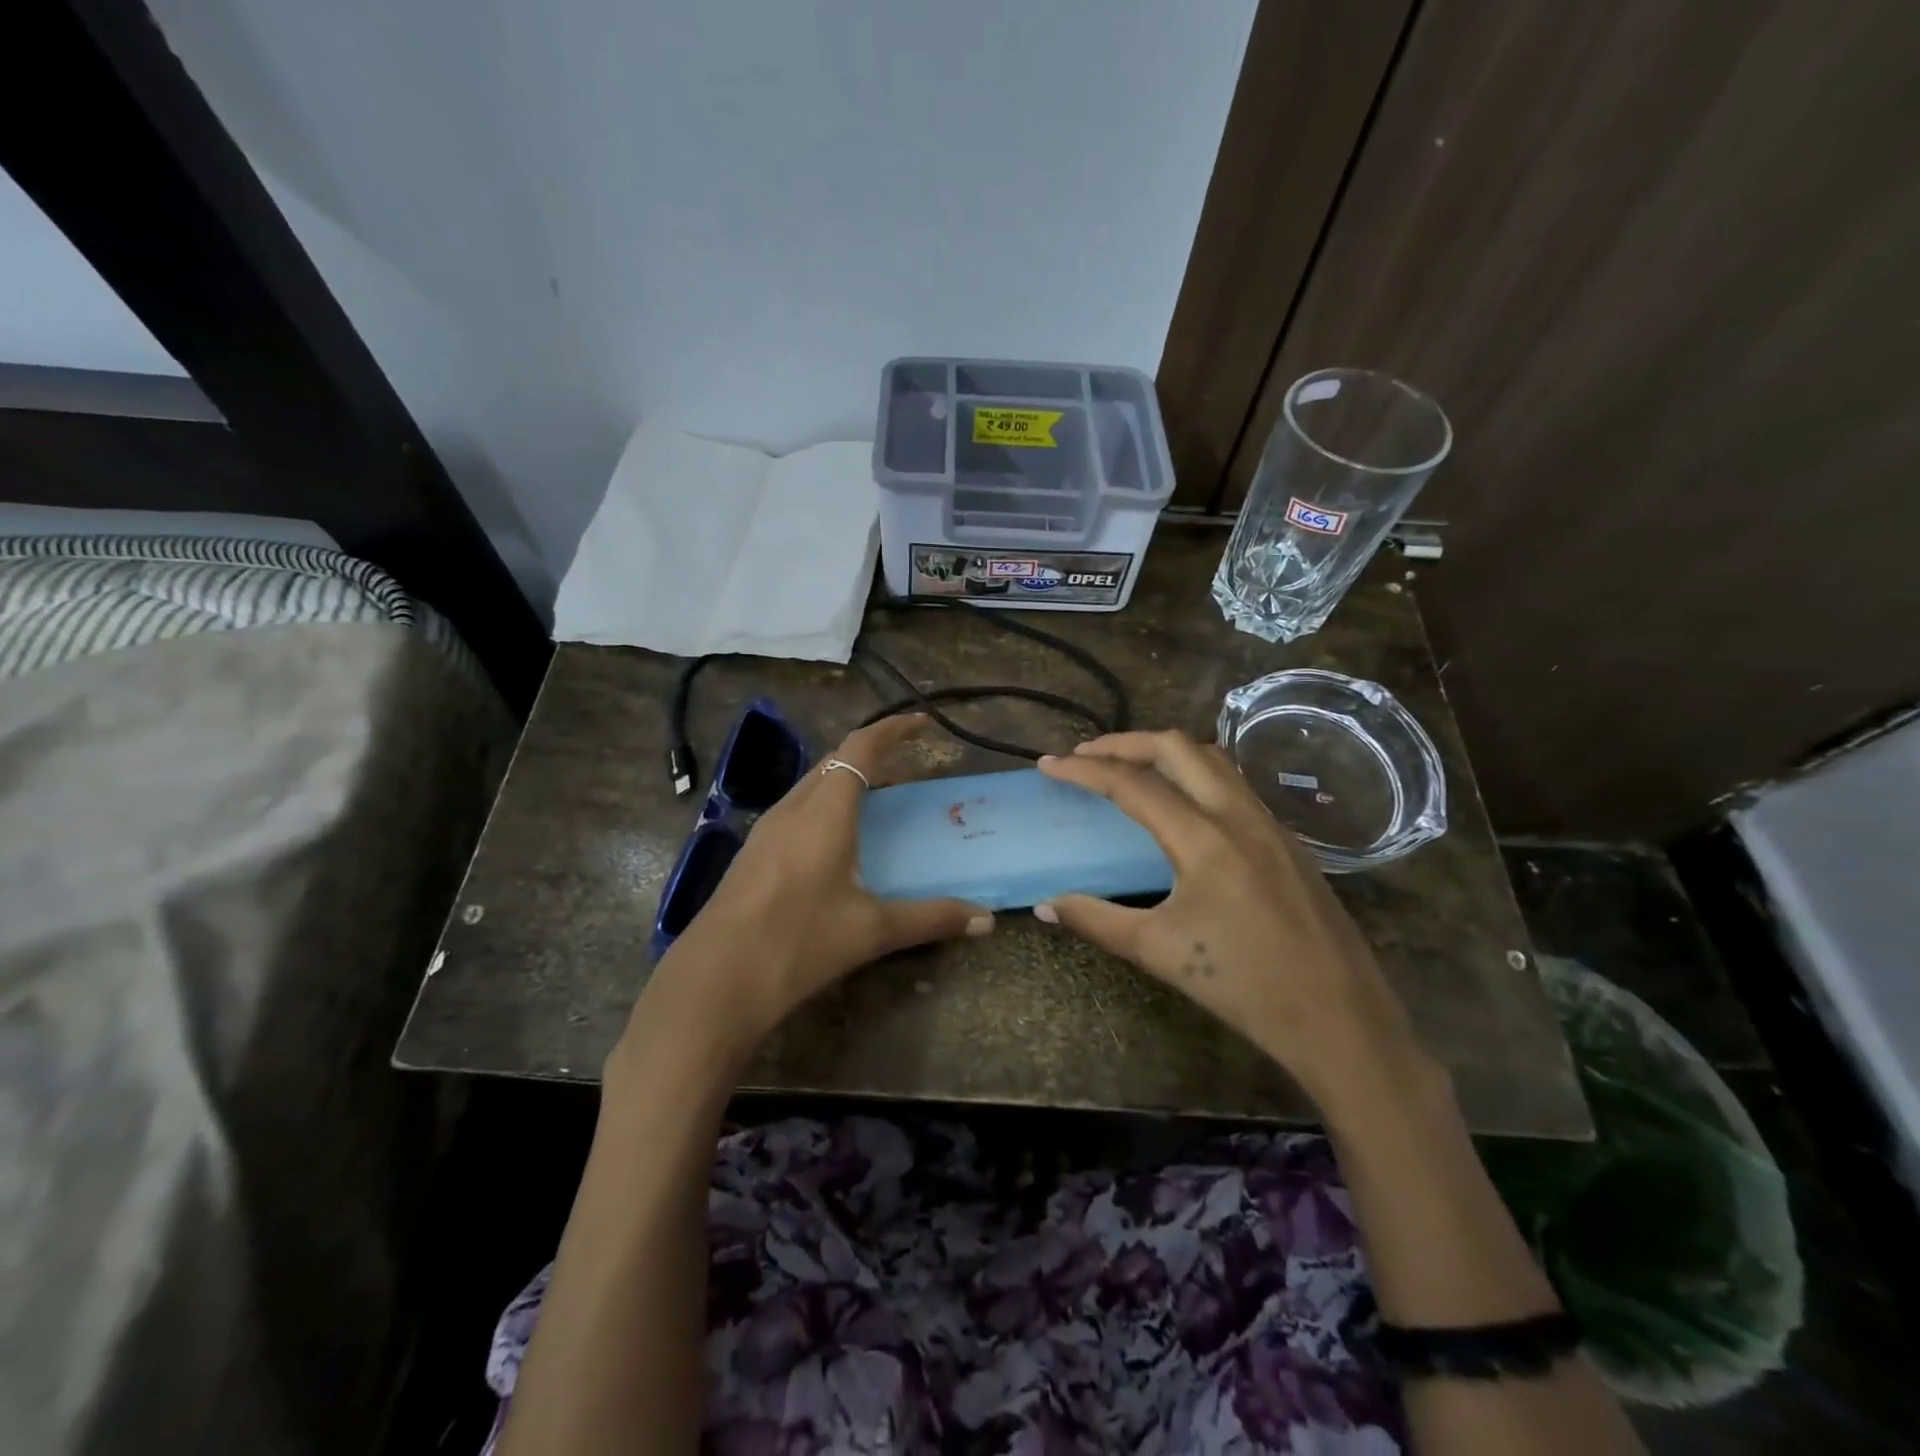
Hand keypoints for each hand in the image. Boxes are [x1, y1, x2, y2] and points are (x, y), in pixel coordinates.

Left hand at [635, 714, 993, 1060]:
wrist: (714, 981)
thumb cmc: (798, 943)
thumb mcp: (871, 931)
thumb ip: (931, 919)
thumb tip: (987, 920)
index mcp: (825, 812)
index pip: (861, 747)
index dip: (893, 728)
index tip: (924, 723)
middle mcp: (792, 809)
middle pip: (834, 760)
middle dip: (871, 752)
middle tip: (905, 762)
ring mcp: (766, 831)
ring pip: (812, 785)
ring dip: (844, 778)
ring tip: (876, 798)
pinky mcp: (752, 854)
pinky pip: (796, 810)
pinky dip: (825, 806)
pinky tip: (835, 842)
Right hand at [1036, 731, 1427, 1107]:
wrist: (1340, 1017)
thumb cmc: (1243, 985)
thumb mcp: (1159, 951)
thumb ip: (1096, 920)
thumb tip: (1045, 906)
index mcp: (1202, 837)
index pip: (1131, 784)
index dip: (1084, 771)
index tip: (1048, 765)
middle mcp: (1237, 814)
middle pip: (1176, 747)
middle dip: (1125, 743)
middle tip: (1086, 756)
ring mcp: (1269, 823)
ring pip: (1212, 759)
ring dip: (1164, 752)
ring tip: (1130, 768)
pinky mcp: (1287, 840)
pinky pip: (1234, 784)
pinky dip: (1196, 774)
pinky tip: (1183, 804)